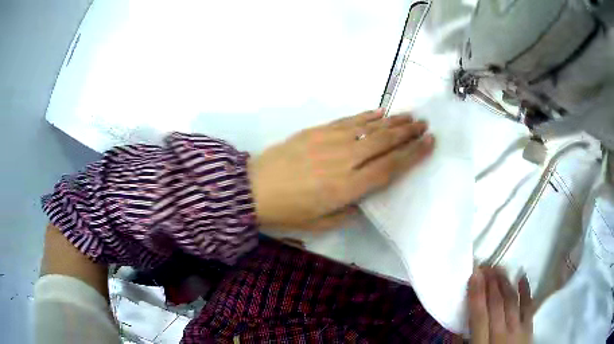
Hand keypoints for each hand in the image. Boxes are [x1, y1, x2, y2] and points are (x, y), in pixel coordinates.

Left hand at [249, 108, 433, 229]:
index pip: (390, 168)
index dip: (413, 154)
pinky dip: (366, 115)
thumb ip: (348, 211)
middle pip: (384, 143)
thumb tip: (363, 197)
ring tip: (410, 116)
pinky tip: (379, 112)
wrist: (252, 189)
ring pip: (369, 128)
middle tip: (424, 125)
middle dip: (408, 133)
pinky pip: (347, 121)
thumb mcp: (321, 224)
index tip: (429, 142)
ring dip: (392, 121)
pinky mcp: (317, 131)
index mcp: (348, 188)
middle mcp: (345, 160)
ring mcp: (330, 142)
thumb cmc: (287, 212)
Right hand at [468, 267, 533, 343]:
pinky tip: (522, 278)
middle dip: (491, 284)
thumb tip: (456, 330)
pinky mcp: (529, 329)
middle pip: (497, 305)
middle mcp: (502, 335)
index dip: (477, 294)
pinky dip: (526, 292)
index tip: (474, 274)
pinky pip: (529, 307)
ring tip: (500, 268)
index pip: (479, 316)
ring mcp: (518, 331)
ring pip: (512, 303)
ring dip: (506, 284)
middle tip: (486, 265)